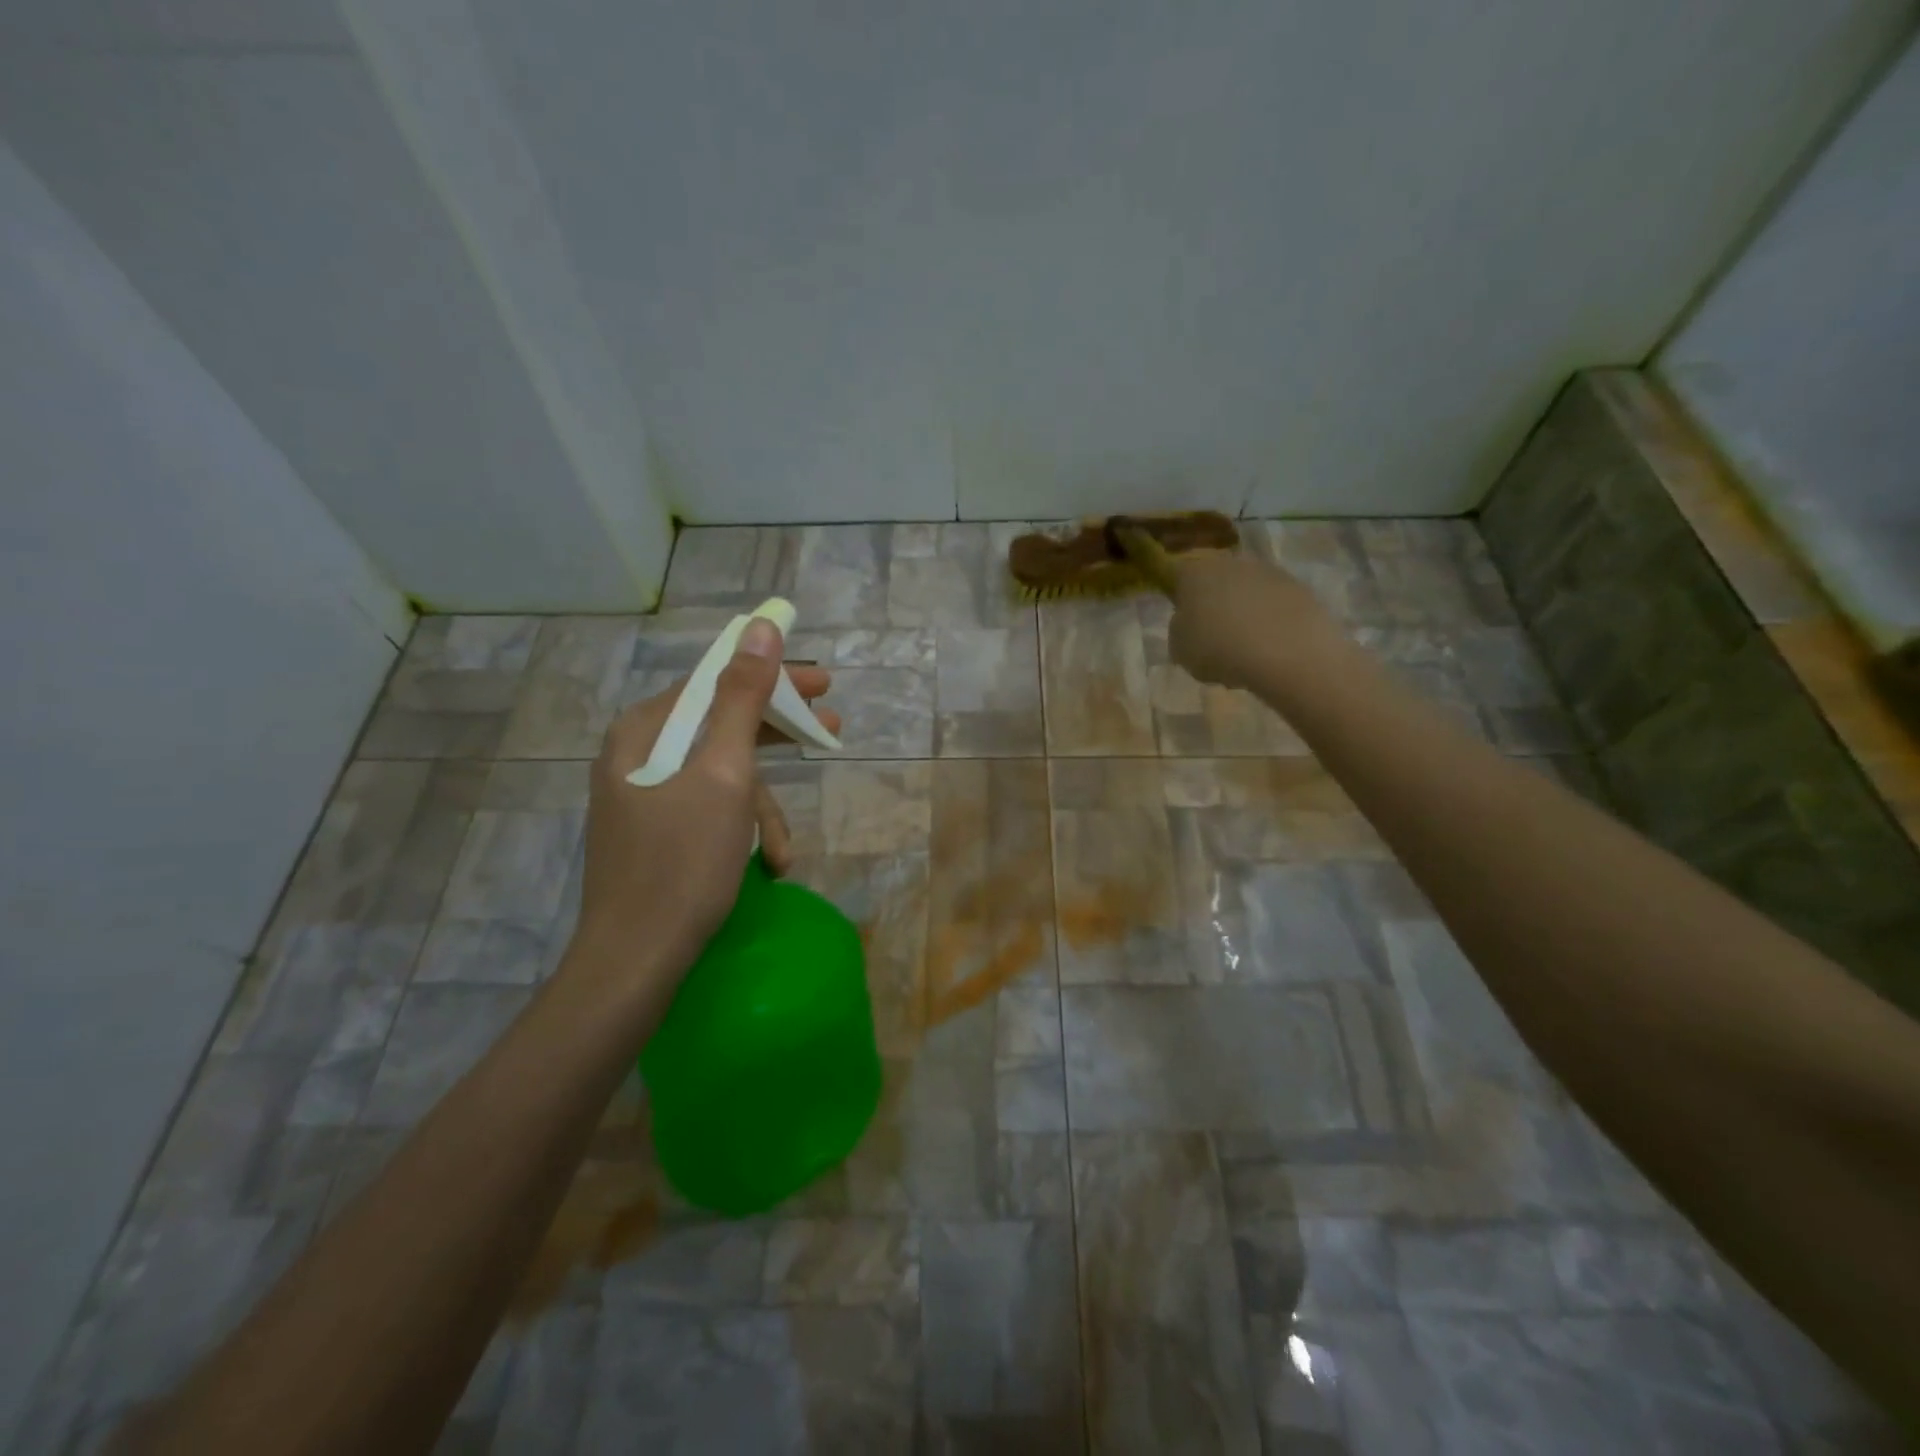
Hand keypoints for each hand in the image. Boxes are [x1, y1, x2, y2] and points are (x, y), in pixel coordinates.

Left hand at [571, 620, 839, 979]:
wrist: (636, 962)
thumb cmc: (683, 862)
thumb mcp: (724, 775)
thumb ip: (743, 698)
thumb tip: (761, 627)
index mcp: (644, 731)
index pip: (717, 682)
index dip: (774, 679)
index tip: (824, 686)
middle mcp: (638, 755)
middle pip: (722, 727)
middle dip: (777, 739)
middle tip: (831, 732)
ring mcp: (644, 798)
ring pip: (722, 777)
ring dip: (763, 810)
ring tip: (784, 853)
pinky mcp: (656, 834)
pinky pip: (710, 810)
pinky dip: (742, 831)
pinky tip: (766, 865)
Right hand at [1168, 551, 1340, 688]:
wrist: (1286, 652)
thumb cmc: (1220, 648)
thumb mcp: (1180, 649)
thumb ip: (1179, 630)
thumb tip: (1188, 622)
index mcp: (1195, 572)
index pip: (1178, 576)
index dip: (1179, 598)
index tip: (1183, 621)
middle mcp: (1231, 562)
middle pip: (1216, 580)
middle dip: (1214, 602)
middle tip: (1214, 635)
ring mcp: (1269, 572)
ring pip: (1247, 590)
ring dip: (1244, 610)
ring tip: (1245, 646)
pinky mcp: (1300, 588)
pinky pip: (1274, 604)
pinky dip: (1270, 620)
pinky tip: (1270, 646)